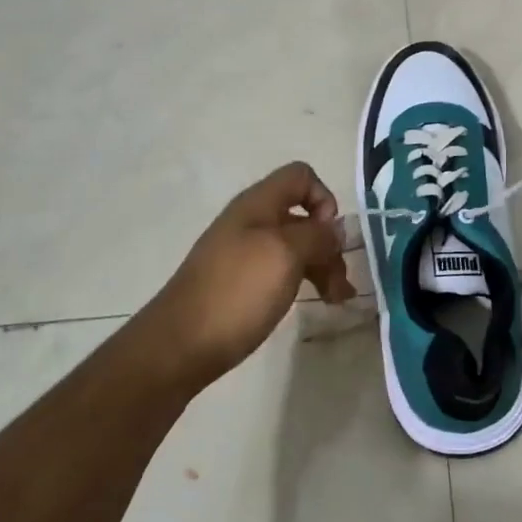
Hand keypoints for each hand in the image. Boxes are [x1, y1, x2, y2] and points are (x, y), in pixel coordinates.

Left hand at [139, 162, 352, 388]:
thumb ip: (316, 235)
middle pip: (302, 215)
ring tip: (337, 300)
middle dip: (328, 243)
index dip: (323, 199)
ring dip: (322, 267)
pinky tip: (317, 303)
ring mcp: (245, 254)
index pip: (301, 176)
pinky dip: (304, 282)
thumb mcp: (285, 254)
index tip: (328, 236)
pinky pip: (282, 271)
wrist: (180, 345)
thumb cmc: (237, 292)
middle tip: (341, 280)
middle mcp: (251, 222)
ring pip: (296, 247)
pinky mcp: (242, 284)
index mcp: (258, 205)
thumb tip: (332, 231)